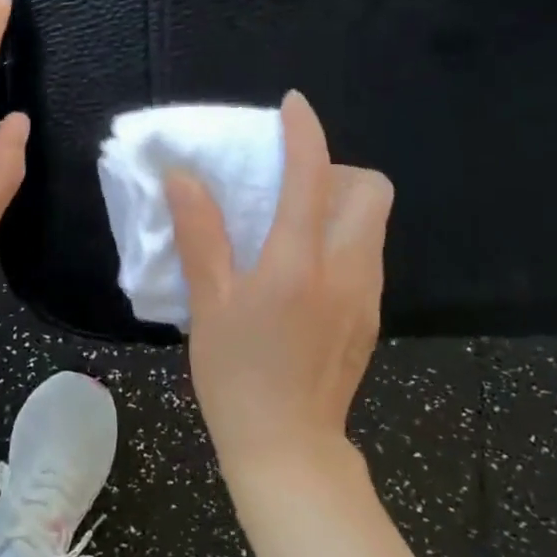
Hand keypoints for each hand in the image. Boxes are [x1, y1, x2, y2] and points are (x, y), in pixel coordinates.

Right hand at [164, 91, 393, 476]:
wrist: (288, 450)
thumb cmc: (237, 376)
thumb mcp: (209, 304)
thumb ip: (200, 235)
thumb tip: (183, 178)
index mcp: (298, 262)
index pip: (311, 176)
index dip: (304, 132)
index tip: (292, 106)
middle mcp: (345, 269)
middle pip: (371, 190)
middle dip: (337, 170)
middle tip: (292, 186)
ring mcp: (367, 295)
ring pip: (374, 223)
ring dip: (341, 204)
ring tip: (293, 226)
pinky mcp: (372, 317)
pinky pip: (367, 255)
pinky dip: (343, 239)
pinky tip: (305, 271)